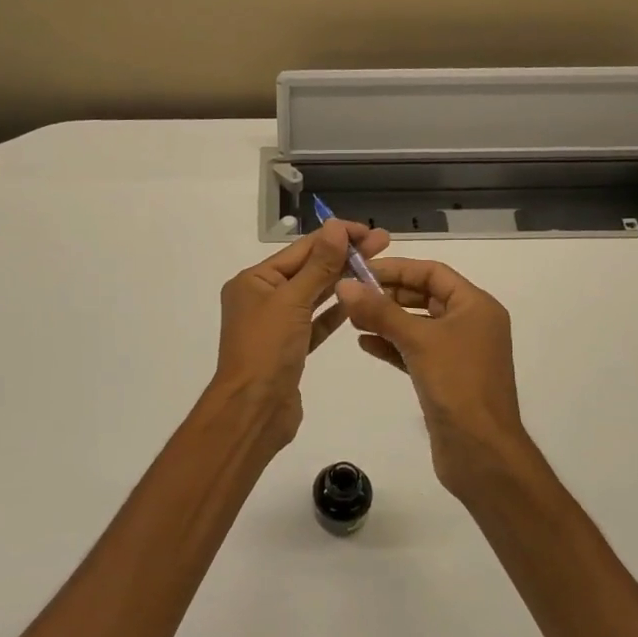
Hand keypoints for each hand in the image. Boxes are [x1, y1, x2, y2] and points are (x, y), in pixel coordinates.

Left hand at [210, 217, 390, 449]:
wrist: (254, 410)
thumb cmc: (267, 349)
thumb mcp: (292, 301)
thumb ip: (318, 265)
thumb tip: (335, 226)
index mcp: (253, 280)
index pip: (301, 249)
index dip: (336, 237)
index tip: (369, 230)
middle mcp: (262, 298)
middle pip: (308, 269)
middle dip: (344, 256)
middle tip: (383, 242)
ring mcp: (276, 324)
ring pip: (313, 295)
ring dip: (342, 281)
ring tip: (377, 267)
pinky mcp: (291, 348)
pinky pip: (315, 322)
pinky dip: (335, 311)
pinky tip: (359, 300)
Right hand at [336, 258, 536, 500]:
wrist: (481, 451)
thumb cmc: (457, 385)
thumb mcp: (418, 340)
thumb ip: (380, 311)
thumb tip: (345, 285)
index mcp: (476, 306)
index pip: (433, 273)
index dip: (397, 268)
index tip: (360, 271)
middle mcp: (471, 324)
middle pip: (424, 297)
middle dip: (388, 294)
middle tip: (351, 295)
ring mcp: (459, 353)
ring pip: (418, 325)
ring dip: (386, 320)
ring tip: (351, 318)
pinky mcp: (445, 378)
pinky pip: (415, 351)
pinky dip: (392, 345)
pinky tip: (365, 344)